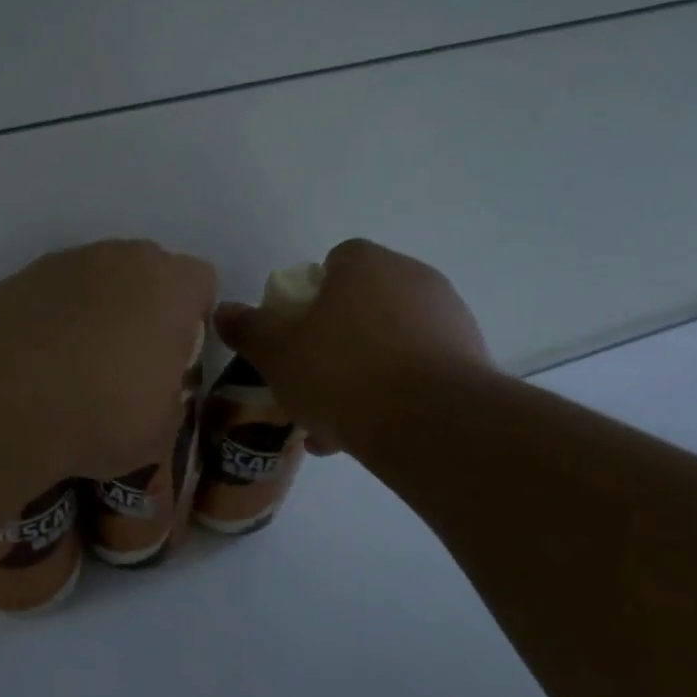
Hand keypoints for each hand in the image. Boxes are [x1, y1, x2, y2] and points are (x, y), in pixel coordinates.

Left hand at [0, 240, 216, 482]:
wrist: (1, 402)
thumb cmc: (99, 414)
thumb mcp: (161, 428)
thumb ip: (170, 395)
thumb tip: (157, 390)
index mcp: (170, 287)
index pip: (201, 282)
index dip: (193, 317)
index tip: (176, 353)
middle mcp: (123, 259)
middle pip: (149, 269)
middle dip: (147, 303)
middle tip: (130, 354)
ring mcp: (69, 261)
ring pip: (101, 274)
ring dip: (100, 304)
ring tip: (79, 356)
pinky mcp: (24, 275)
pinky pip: (57, 288)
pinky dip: (57, 311)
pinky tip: (42, 352)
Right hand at [211, 239, 491, 453]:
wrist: (434, 424)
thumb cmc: (343, 375)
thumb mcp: (277, 354)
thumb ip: (249, 329)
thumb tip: (225, 310)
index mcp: (365, 264)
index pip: (333, 263)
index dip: (309, 298)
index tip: (296, 336)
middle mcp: (412, 277)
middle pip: (361, 305)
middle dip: (333, 342)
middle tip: (310, 384)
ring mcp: (448, 317)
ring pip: (389, 342)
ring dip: (360, 374)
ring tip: (333, 424)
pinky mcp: (471, 358)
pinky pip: (418, 368)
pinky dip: (394, 393)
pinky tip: (368, 433)